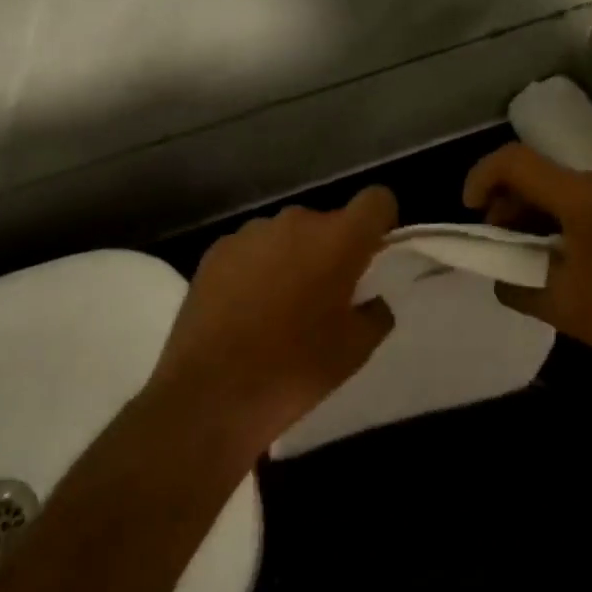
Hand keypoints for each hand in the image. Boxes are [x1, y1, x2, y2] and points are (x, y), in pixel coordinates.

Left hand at [148, 186, 398, 456]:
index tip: (373, 255)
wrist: (210, 391)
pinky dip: (258, 269)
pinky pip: (252, 250)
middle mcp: (295, 222)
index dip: (381, 222)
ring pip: (288, 236)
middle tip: (327, 297)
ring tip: (281, 307)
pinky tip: (246, 310)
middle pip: (328, 222)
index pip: (376, 200)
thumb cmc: (294, 369)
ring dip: (293, 258)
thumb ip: (375, 313)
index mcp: (338, 239)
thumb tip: (370, 300)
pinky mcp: (216, 251)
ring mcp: (250, 233)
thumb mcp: (355, 351)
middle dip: (333, 250)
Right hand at [463, 144, 591, 394]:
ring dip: (559, 213)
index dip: (483, 176)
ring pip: (586, 189)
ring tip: (557, 254)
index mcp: (586, 198)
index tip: (472, 208)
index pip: (516, 162)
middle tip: (510, 241)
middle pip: (552, 177)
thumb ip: (515, 284)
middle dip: (520, 204)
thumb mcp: (561, 308)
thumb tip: (500, 274)